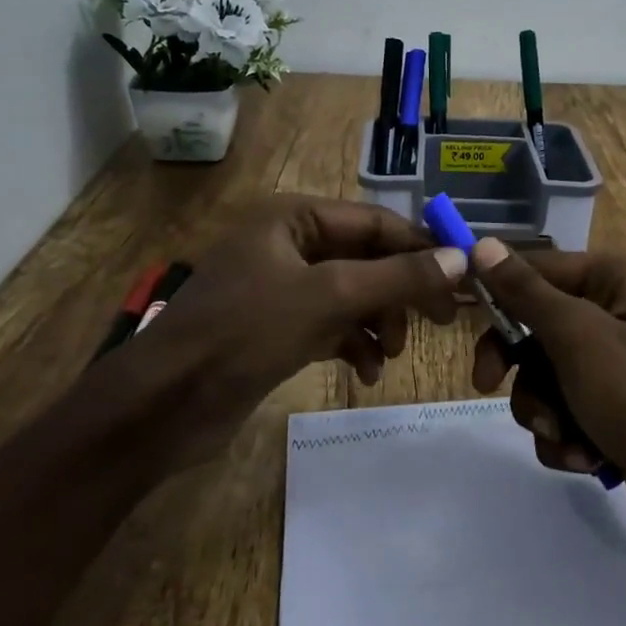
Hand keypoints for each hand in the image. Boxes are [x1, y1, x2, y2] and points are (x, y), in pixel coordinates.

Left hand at [111, 196, 466, 466]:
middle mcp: (288, 244)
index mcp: (292, 218)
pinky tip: (367, 372)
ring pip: (352, 294)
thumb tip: (462, 259)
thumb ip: (398, 278)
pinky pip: (332, 325)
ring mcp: (281, 288)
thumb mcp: (328, 299)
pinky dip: (354, 344)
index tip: (462, 279)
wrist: (162, 407)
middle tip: (439, 321)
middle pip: (366, 258)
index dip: (420, 247)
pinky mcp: (276, 328)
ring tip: (392, 354)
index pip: (375, 222)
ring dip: (379, 322)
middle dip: (400, 291)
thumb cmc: (244, 334)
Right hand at [467, 239, 625, 596]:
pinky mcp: (617, 415)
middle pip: (535, 329)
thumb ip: (527, 294)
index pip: (536, 270)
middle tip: (490, 388)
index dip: (497, 294)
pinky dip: (567, 438)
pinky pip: (566, 415)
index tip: (458, 319)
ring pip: (544, 379)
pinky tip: (587, 459)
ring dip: (544, 412)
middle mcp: (617, 315)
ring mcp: (618, 369)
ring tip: (569, 437)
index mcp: (616, 281)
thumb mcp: (580, 339)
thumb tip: (482, 244)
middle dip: (521, 370)